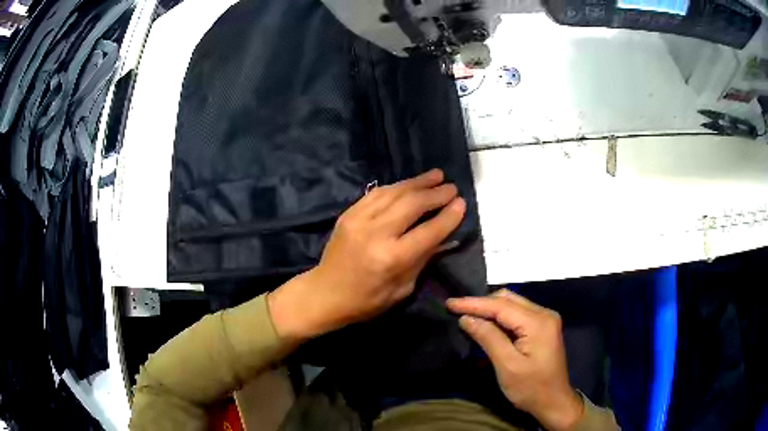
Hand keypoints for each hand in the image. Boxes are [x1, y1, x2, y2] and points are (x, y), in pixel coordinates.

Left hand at [269, 169, 465, 340]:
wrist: (325, 294)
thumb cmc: (367, 300)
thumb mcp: (403, 289)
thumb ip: (423, 259)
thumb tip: (443, 235)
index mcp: (392, 259)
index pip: (429, 231)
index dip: (448, 216)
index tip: (462, 203)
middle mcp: (376, 233)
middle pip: (412, 204)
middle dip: (435, 193)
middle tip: (452, 187)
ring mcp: (359, 220)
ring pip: (395, 192)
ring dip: (418, 182)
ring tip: (436, 175)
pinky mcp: (348, 214)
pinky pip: (377, 193)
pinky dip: (396, 186)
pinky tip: (409, 184)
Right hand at [447, 290, 583, 430]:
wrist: (554, 402)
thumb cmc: (531, 388)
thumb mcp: (507, 366)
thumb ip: (488, 338)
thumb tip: (467, 318)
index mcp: (538, 322)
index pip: (501, 305)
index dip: (474, 303)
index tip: (450, 303)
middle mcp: (544, 314)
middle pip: (508, 299)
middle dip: (481, 303)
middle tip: (456, 309)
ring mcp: (545, 319)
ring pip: (513, 304)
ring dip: (490, 309)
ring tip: (467, 315)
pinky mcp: (543, 327)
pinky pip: (518, 314)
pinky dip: (500, 317)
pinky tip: (486, 323)